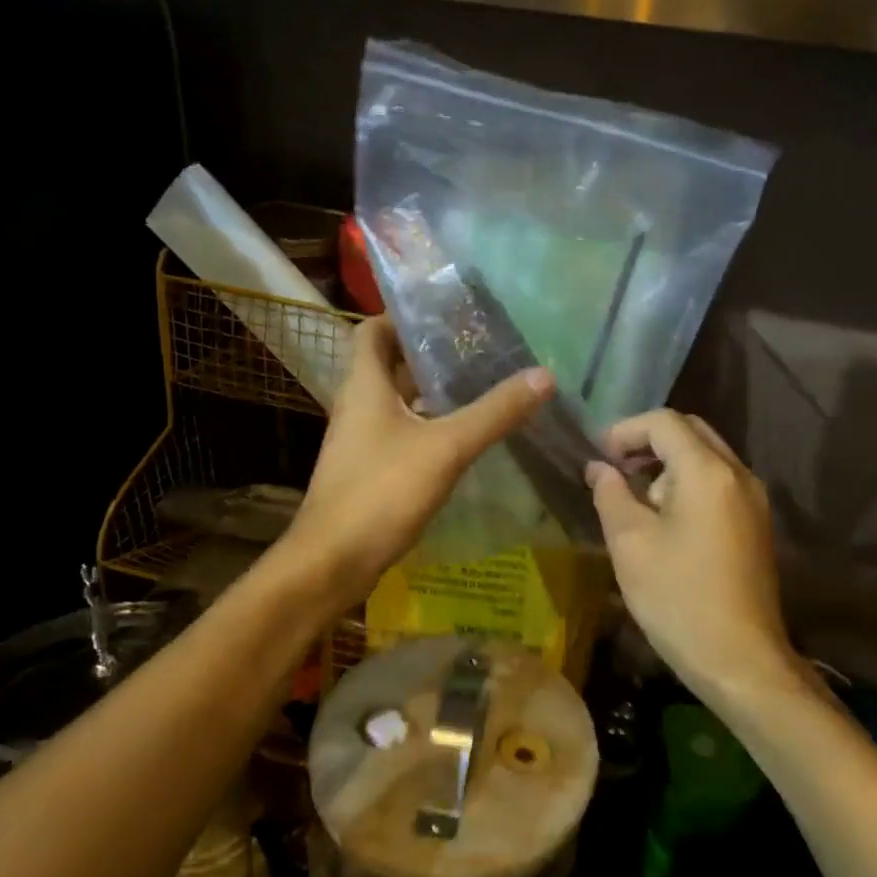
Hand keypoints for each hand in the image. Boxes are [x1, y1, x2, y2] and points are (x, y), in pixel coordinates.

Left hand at [284, 316, 553, 607]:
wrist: (332, 562)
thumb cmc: (381, 492)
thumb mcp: (446, 447)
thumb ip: (494, 412)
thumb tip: (543, 376)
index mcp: (364, 385)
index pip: (373, 330)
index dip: (402, 316)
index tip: (446, 314)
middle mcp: (357, 406)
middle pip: (389, 365)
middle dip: (428, 354)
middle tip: (477, 349)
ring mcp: (360, 441)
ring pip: (397, 402)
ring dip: (431, 392)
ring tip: (479, 386)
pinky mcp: (368, 470)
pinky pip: (401, 433)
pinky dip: (428, 426)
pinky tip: (462, 436)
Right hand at [586, 411, 793, 697]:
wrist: (741, 660)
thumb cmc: (678, 598)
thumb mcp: (630, 543)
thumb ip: (611, 494)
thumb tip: (599, 468)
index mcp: (708, 472)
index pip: (664, 422)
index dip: (626, 430)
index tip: (600, 455)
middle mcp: (738, 474)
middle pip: (691, 431)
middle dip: (649, 441)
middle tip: (617, 467)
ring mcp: (753, 500)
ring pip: (707, 456)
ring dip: (669, 463)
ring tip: (637, 498)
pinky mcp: (756, 524)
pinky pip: (719, 482)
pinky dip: (688, 483)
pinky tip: (665, 519)